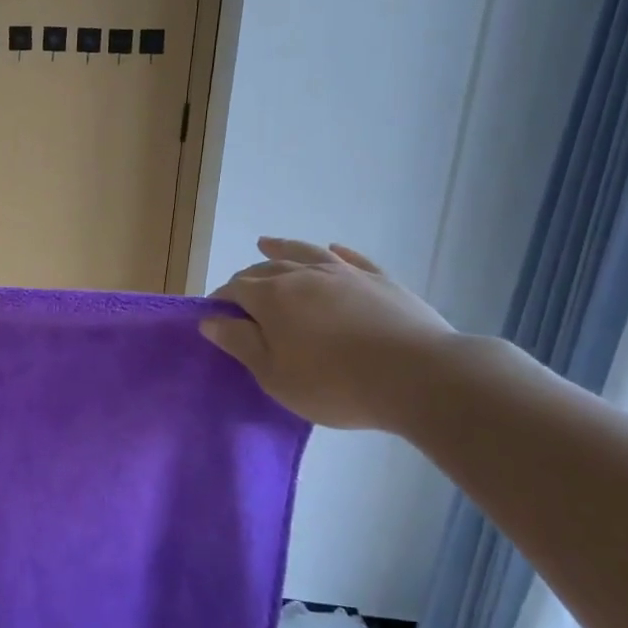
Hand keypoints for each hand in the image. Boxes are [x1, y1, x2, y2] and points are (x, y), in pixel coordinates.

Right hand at [202, 238, 455, 431]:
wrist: (417, 376)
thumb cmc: (334, 384)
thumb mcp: (275, 375)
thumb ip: (241, 343)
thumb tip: (209, 320)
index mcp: (272, 297)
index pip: (235, 289)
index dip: (221, 300)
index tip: (215, 316)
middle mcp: (304, 274)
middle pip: (266, 267)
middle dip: (247, 278)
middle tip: (241, 296)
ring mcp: (345, 273)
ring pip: (305, 252)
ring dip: (282, 247)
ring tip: (267, 243)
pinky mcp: (380, 279)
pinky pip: (351, 258)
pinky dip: (335, 252)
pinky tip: (332, 249)